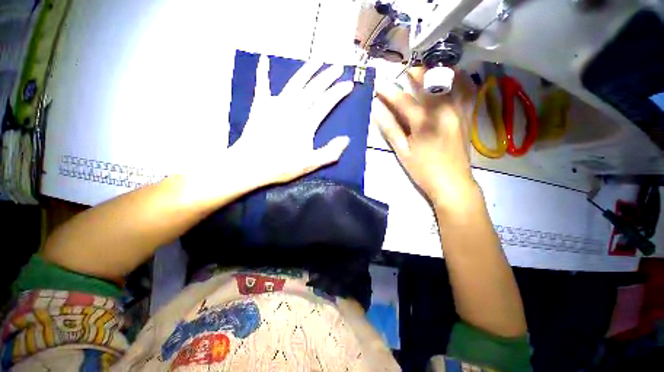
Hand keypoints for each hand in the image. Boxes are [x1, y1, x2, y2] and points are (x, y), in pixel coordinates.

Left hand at [230, 56, 352, 186]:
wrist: (250, 165)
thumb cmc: (282, 166)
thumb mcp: (310, 164)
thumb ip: (330, 153)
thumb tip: (346, 139)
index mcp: (306, 123)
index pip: (326, 103)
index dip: (338, 92)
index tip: (349, 83)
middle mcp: (293, 109)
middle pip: (313, 89)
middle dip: (327, 77)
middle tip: (338, 66)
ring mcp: (275, 105)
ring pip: (295, 83)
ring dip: (306, 71)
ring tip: (317, 60)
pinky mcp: (260, 106)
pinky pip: (262, 85)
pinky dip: (263, 72)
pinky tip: (264, 59)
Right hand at [371, 67, 476, 205]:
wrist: (452, 184)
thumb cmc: (423, 170)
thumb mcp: (402, 152)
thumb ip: (390, 128)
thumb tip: (377, 110)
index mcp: (425, 122)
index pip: (403, 101)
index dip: (389, 92)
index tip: (378, 83)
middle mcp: (445, 111)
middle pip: (430, 84)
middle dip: (415, 73)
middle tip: (404, 69)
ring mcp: (460, 112)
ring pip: (452, 81)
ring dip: (438, 71)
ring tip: (427, 68)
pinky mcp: (467, 116)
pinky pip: (467, 91)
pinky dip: (459, 80)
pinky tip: (452, 77)